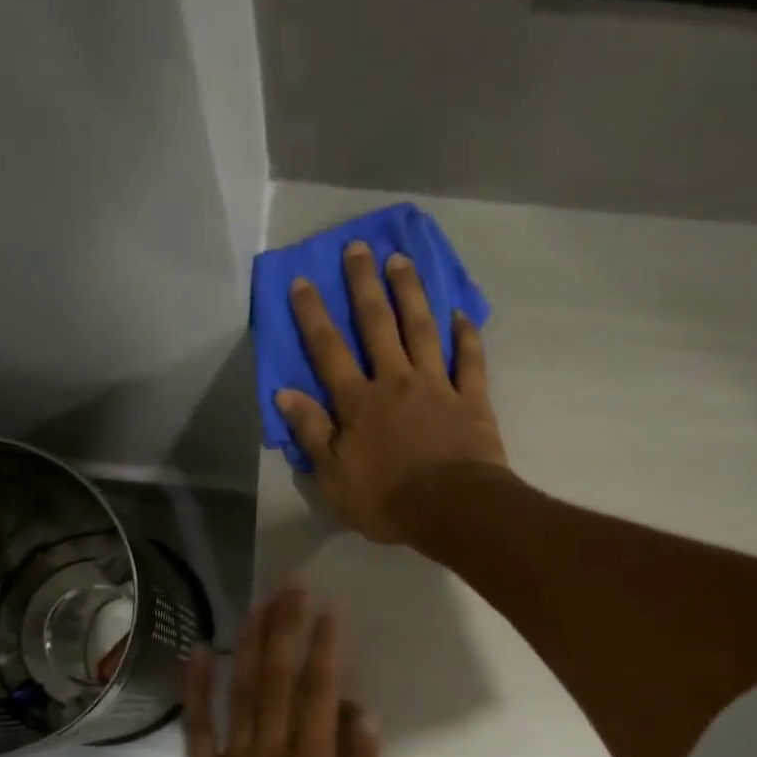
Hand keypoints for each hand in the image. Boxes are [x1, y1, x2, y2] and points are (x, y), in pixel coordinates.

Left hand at [182, 587, 379, 756]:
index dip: (323, 648)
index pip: (320, 692)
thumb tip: (362, 715)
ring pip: (241, 690)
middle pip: (278, 678)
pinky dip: (197, 687)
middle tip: (289, 588)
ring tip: (257, 604)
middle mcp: (272, 750)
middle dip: (285, 628)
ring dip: (250, 644)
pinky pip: (197, 726)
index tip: (327, 611)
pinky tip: (200, 651)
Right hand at [275, 240, 509, 546]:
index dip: (313, 315)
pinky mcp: (472, 399)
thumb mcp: (334, 478)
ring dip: (410, 292)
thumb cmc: (387, 501)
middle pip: (377, 325)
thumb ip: (312, 433)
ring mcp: (437, 386)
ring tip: (401, 260)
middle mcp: (396, 382)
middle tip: (358, 247)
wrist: (453, 510)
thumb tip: (285, 394)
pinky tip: (461, 313)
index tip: (302, 279)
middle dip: (364, 284)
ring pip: (422, 329)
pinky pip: (470, 359)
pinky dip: (466, 335)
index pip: (329, 351)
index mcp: (359, 403)